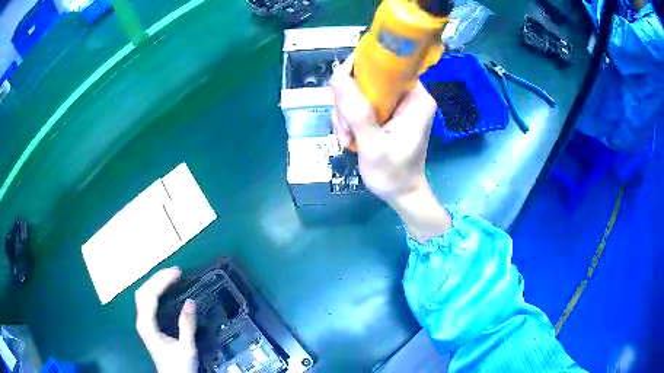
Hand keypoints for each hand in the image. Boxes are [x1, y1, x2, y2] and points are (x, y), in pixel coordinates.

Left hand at [135, 267, 197, 372]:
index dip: (162, 281)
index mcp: (147, 325)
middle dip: (158, 278)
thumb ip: (187, 325)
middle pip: (143, 292)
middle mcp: (142, 320)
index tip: (177, 273)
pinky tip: (164, 290)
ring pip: (143, 295)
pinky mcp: (148, 325)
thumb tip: (190, 302)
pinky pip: (147, 301)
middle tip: (175, 272)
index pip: (150, 295)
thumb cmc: (178, 365)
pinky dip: (155, 291)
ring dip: (155, 283)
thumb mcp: (186, 347)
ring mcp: (143, 322)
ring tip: (170, 277)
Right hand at [330, 54, 435, 204]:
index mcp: (416, 97)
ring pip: (361, 91)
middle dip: (349, 101)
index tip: (340, 90)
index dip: (358, 70)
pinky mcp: (390, 113)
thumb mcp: (373, 144)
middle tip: (345, 127)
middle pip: (368, 78)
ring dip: (347, 113)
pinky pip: (363, 104)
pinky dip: (351, 119)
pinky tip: (350, 137)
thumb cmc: (393, 174)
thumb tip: (337, 76)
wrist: (402, 195)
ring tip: (348, 137)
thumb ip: (356, 111)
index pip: (385, 65)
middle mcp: (409, 95)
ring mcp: (398, 104)